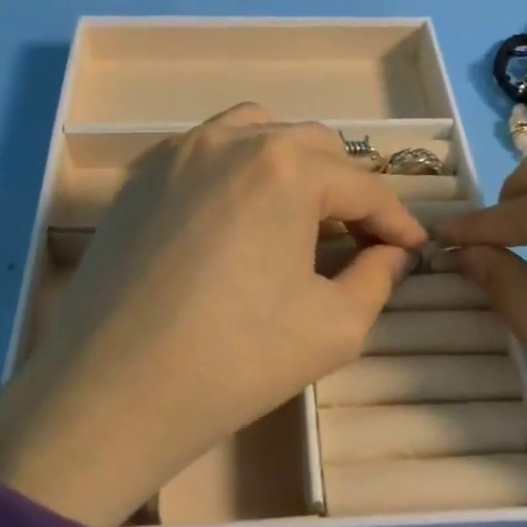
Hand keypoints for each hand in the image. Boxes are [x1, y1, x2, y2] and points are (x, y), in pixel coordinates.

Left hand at [0, 104, 427, 526]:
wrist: (112, 392)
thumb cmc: (236, 360)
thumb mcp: (336, 326)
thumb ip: (378, 277)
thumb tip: (392, 252)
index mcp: (287, 168)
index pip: (362, 185)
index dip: (396, 220)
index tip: (413, 248)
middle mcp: (232, 140)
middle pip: (313, 148)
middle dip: (345, 189)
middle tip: (356, 239)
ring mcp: (178, 153)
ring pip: (256, 134)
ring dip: (291, 167)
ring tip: (296, 215)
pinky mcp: (142, 177)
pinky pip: (206, 152)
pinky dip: (238, 170)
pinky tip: (237, 218)